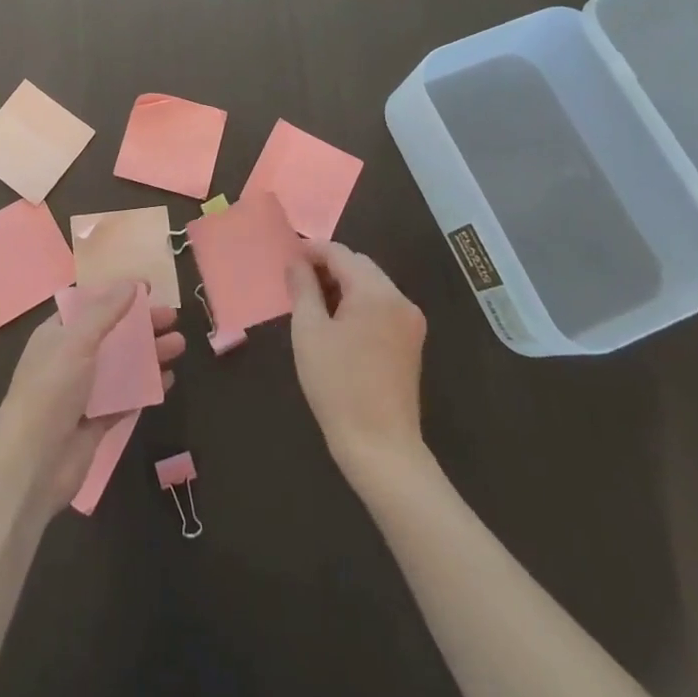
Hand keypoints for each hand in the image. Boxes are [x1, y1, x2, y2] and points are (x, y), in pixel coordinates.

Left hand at [0, 282, 185, 517]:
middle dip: (142, 324)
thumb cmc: (51, 390)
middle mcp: (69, 358)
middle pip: (111, 333)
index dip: (117, 293)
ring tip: (180, 345)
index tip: (148, 287)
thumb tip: (130, 283)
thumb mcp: (76, 341)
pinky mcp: (97, 420)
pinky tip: (169, 380)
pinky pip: (126, 397)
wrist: (33, 463)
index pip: (90, 304)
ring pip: (122, 365)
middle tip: (173, 317)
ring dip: (149, 353)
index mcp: (57, 334)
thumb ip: (105, 311)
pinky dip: (146, 387)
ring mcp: (84, 391)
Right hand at [287, 241, 427, 485]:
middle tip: (296, 279)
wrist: (380, 446)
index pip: (341, 253)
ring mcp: (410, 321)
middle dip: (328, 266)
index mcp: (376, 292)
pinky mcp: (411, 341)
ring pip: (371, 285)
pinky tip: (337, 321)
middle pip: (360, 265)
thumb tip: (296, 262)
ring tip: (312, 300)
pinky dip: (358, 303)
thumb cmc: (337, 385)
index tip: (286, 256)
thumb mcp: (309, 332)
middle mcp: (399, 299)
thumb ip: (303, 288)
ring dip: (343, 284)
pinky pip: (381, 306)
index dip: (311, 250)